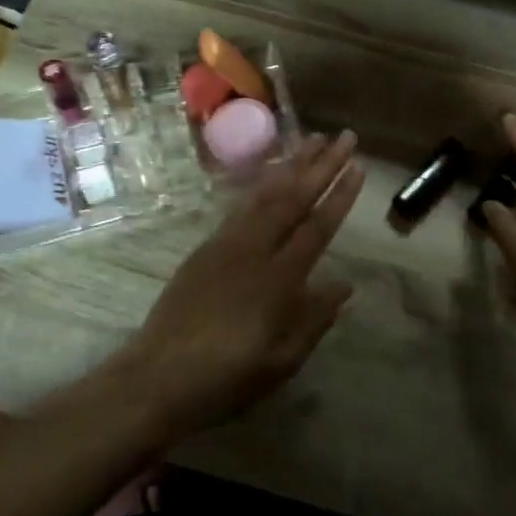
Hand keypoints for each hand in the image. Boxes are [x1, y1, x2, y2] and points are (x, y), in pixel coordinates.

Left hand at [118, 132, 364, 438]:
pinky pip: (241, 206)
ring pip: (265, 195)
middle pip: (293, 199)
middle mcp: (254, 251)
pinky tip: (271, 175)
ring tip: (312, 139)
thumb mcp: (281, 361)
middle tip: (345, 137)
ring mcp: (226, 244)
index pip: (317, 228)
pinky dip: (260, 185)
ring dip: (291, 165)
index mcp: (278, 280)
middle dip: (322, 165)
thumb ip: (314, 319)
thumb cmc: (226, 377)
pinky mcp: (206, 248)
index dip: (340, 196)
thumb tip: (344, 285)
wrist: (157, 376)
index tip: (358, 167)